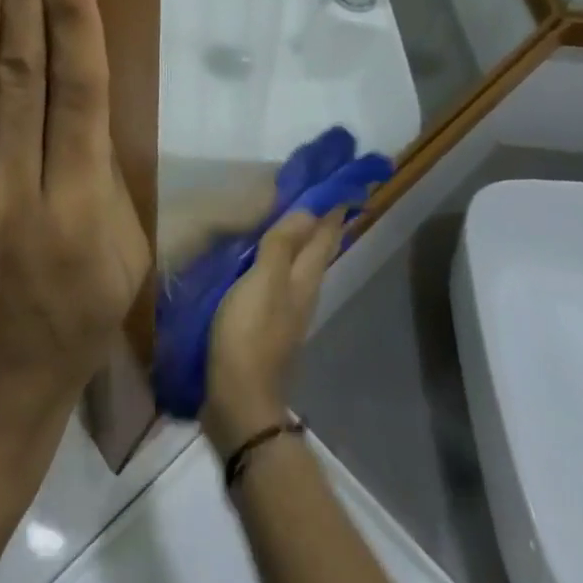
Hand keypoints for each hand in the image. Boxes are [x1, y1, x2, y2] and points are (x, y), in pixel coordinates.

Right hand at [201, 209, 344, 453]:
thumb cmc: (249, 334)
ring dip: (303, 241)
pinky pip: (281, 280)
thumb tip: (309, 210)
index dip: (334, 210)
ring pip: (302, 266)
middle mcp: (303, 293)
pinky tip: (268, 259)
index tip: (344, 183)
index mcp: (304, 279)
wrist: (238, 399)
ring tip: (297, 219)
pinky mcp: (269, 324)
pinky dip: (282, 260)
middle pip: (318, 251)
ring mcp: (287, 311)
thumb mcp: (263, 282)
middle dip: (323, 224)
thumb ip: (282, 246)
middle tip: (324, 195)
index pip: (325, 236)